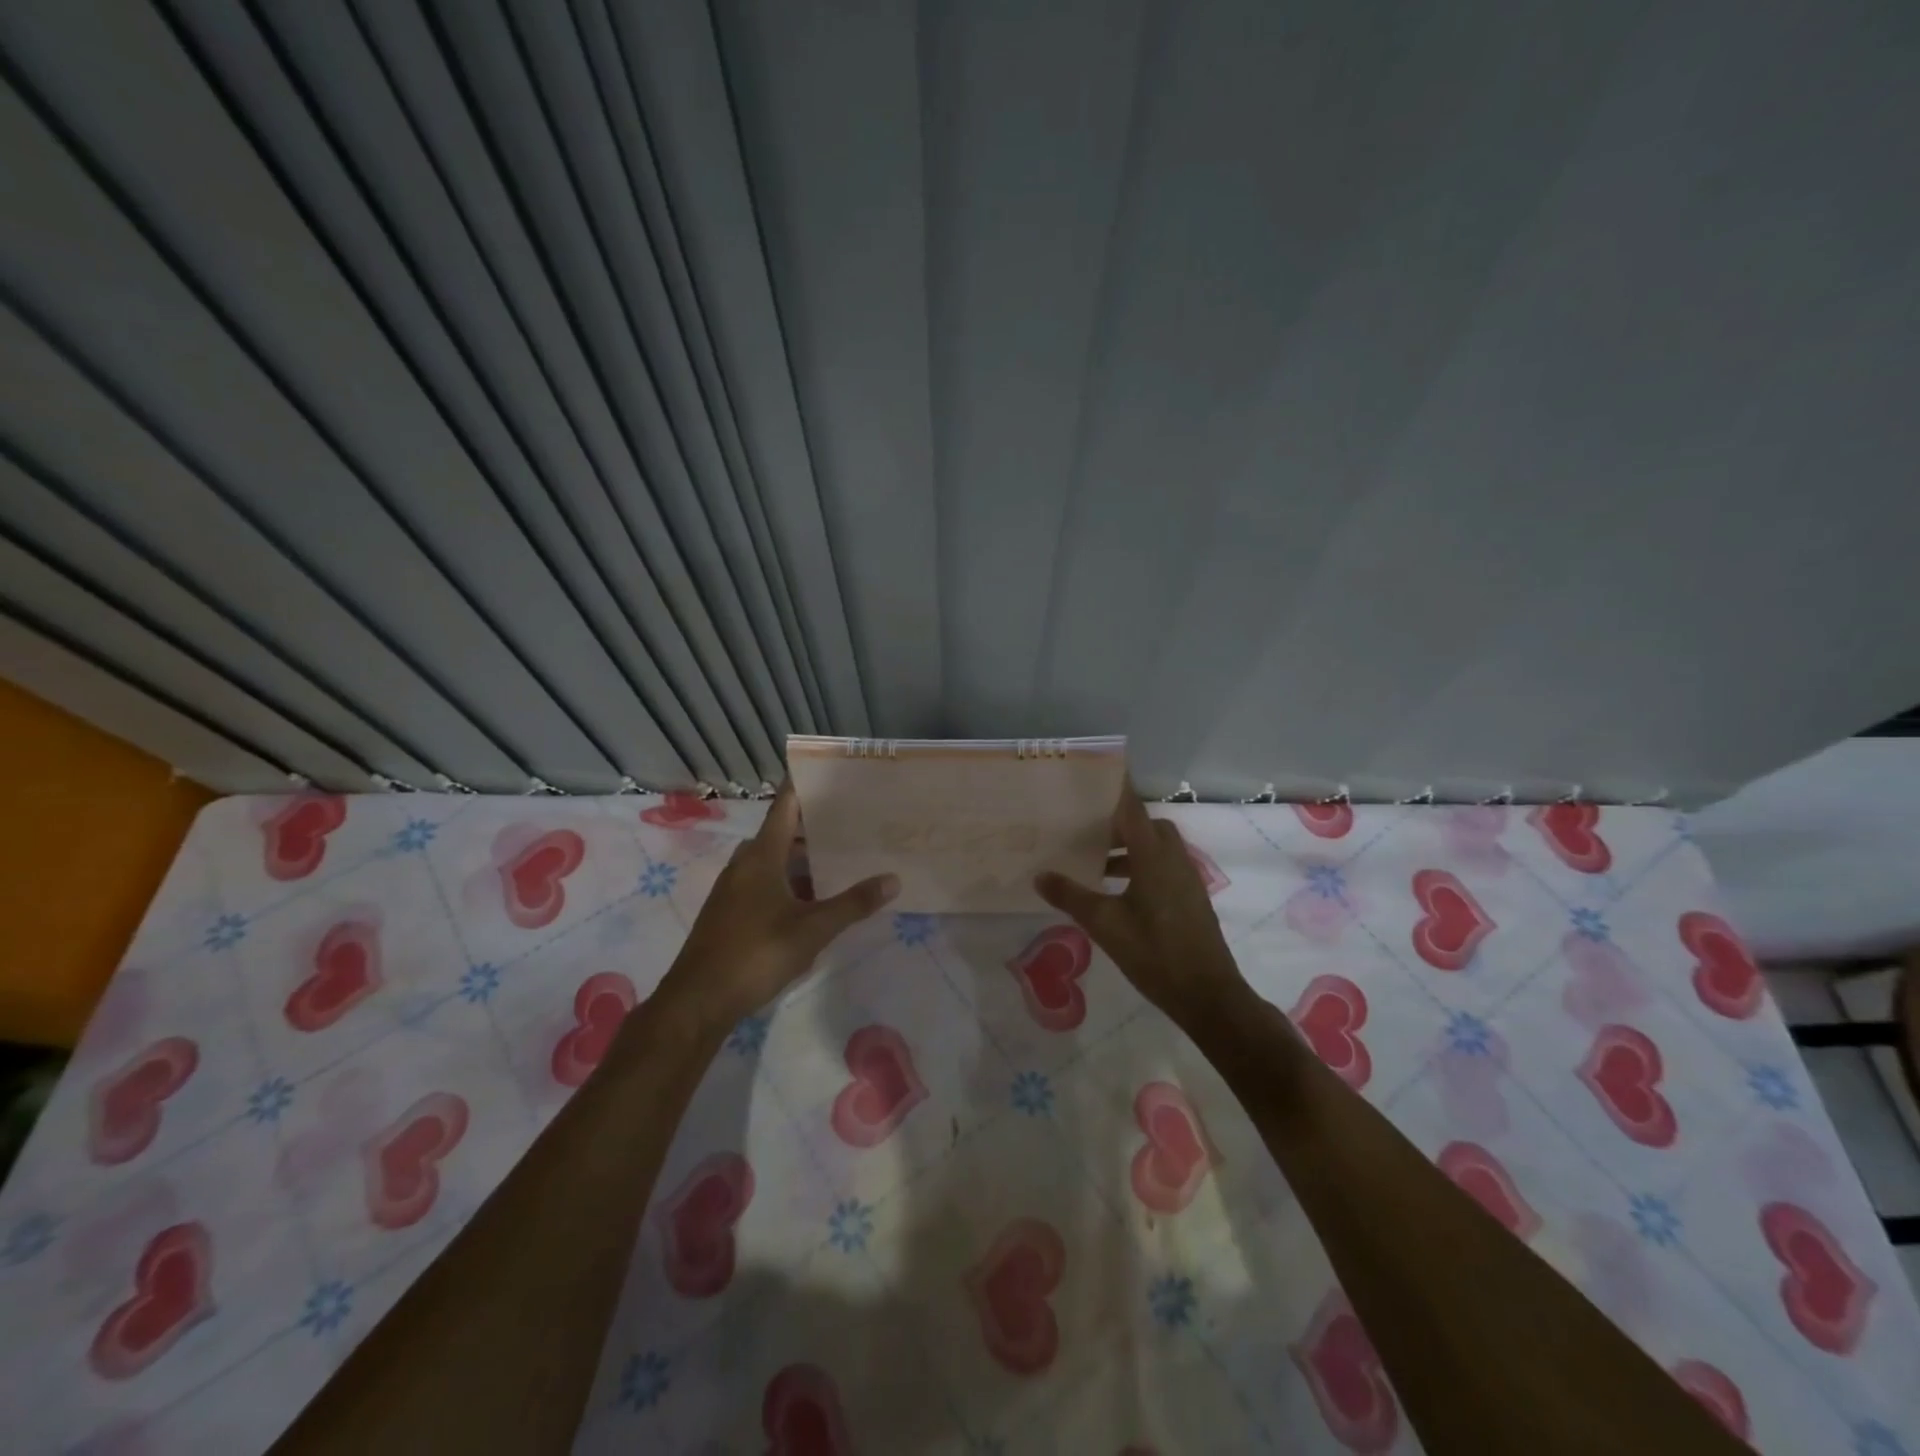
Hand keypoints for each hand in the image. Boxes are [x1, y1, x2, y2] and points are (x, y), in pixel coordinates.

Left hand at [656, 784, 898, 1035]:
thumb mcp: (812, 929)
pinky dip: (791, 880)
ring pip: (774, 860)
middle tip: (854, 820)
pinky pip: (766, 882)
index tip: (829, 771)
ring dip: (804, 858)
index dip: (804, 785)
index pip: (785, 806)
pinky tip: (814, 898)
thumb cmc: (756, 954)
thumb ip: (853, 903)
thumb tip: (893, 879)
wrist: (698, 1000)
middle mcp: (745, 863)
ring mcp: (734, 888)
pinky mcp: (731, 912)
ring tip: (842, 857)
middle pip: (783, 832)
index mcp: (762, 855)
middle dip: (815, 825)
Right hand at [1035, 784, 1251, 1030]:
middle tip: (1087, 829)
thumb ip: (1071, 896)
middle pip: (1146, 825)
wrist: (1208, 995)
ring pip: (1156, 847)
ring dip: (1130, 847)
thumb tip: (1040, 875)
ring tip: (1096, 863)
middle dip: (1119, 822)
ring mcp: (1187, 878)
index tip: (1096, 772)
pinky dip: (1141, 865)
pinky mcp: (1191, 897)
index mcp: (1153, 856)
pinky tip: (1119, 891)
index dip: (1115, 788)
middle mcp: (1174, 858)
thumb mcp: (1104, 924)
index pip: (1131, 808)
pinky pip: (1164, 865)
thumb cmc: (1154, 953)